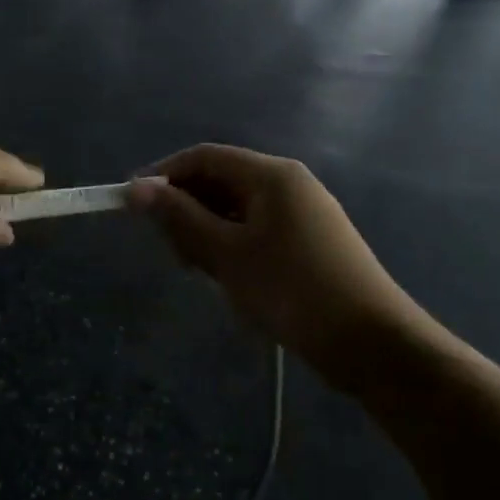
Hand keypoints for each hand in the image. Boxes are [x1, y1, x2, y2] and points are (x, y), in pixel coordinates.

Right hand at [128, 145, 417, 378]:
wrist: (370, 342)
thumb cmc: (291, 290)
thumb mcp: (226, 254)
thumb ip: (180, 218)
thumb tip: (136, 188)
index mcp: (271, 175)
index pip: (204, 157)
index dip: (163, 175)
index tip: (129, 204)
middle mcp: (289, 184)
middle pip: (221, 181)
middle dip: (186, 208)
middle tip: (168, 250)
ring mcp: (302, 214)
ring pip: (237, 209)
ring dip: (207, 231)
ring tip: (196, 269)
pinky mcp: (308, 242)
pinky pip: (256, 230)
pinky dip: (231, 245)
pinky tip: (225, 277)